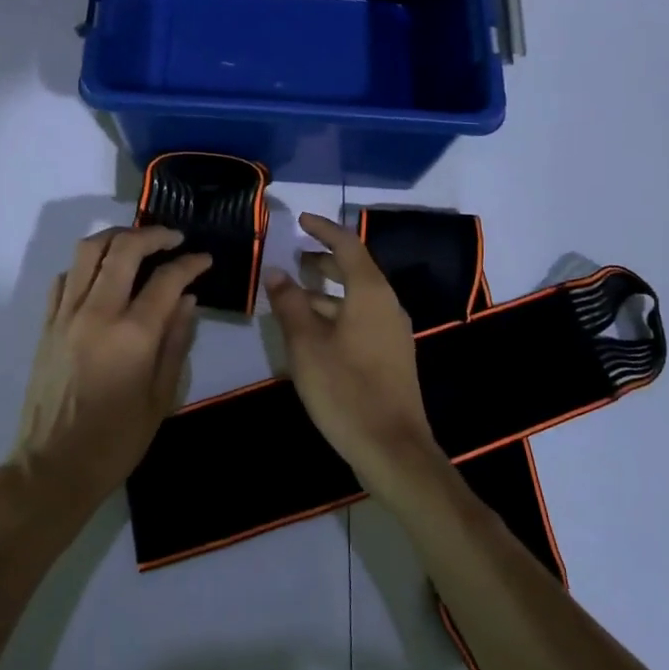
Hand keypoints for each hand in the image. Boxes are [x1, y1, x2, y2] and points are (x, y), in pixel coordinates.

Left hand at [10, 226, 210, 514]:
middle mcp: (97, 313)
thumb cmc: (116, 441)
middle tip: (173, 238)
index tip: (204, 259)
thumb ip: (176, 342)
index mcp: (132, 335)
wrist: (53, 467)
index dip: (190, 263)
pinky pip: (64, 277)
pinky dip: (86, 265)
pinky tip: (102, 275)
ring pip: (87, 251)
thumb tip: (187, 299)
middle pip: (123, 249)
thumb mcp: (161, 398)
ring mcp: (66, 315)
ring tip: (137, 243)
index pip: (166, 279)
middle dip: (153, 235)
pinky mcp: (46, 324)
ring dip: (116, 237)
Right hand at [263, 213, 441, 494]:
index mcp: (370, 293)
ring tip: (293, 295)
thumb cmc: (345, 389)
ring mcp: (392, 332)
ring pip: (356, 298)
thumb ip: (289, 304)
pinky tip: (312, 331)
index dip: (323, 230)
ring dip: (326, 291)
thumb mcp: (306, 344)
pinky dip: (335, 313)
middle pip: (355, 270)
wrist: (392, 448)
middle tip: (294, 258)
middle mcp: (387, 305)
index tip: (301, 220)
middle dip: (323, 260)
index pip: (347, 245)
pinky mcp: (390, 356)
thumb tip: (276, 272)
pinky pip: (361, 319)